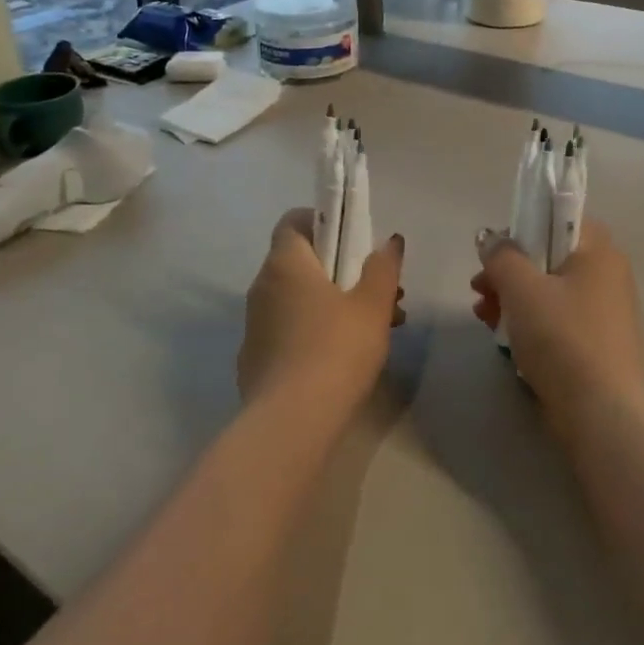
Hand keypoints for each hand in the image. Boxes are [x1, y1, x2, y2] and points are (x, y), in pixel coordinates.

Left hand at [239, 208, 404, 420]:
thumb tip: (389, 241)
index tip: (354, 240)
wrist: (291, 423)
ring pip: (299, 298)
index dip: (323, 222)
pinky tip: (346, 356)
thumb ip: (383, 268)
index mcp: (285, 263)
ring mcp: (254, 324)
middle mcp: (262, 286)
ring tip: (378, 328)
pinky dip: (316, 330)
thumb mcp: (372, 305)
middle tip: (382, 292)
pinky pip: (289, 329)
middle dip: (344, 271)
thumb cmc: (336, 350)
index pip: (294, 221)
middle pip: (302, 262)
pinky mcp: (255, 358)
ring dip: (336, 302)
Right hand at [472, 219, 643, 435]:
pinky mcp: (593, 344)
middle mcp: (606, 275)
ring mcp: (602, 312)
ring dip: (511, 298)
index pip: (558, 219)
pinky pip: (554, 321)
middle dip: (508, 271)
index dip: (522, 229)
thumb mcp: (522, 288)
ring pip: (547, 291)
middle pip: (547, 257)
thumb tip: (490, 239)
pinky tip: (502, 338)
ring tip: (483, 316)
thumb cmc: (563, 337)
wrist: (602, 413)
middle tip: (479, 288)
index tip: (494, 254)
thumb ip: (501, 256)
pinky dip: (528, 323)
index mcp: (598, 251)